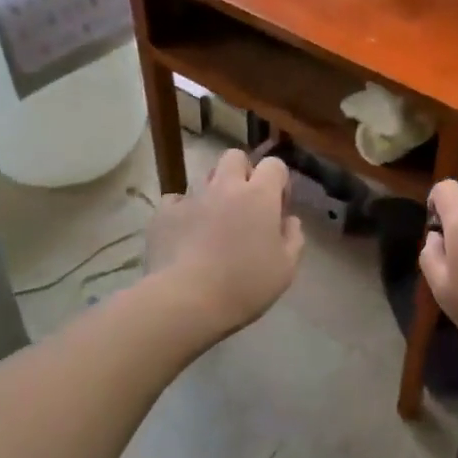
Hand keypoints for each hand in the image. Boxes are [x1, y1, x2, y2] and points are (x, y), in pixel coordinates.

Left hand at [147, 150, 304, 336]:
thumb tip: (288, 220)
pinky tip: (185, 235)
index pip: (274, 165)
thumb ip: (293, 238)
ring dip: (213, 194)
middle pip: (234, 157)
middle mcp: (225, 187)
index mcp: (259, 195)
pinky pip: (175, 201)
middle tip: (244, 205)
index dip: (278, 182)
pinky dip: (183, 212)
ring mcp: (191, 197)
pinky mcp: (163, 214)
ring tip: (213, 224)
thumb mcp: (286, 269)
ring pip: (205, 179)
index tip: (277, 208)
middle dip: (242, 173)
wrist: (186, 300)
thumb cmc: (245, 285)